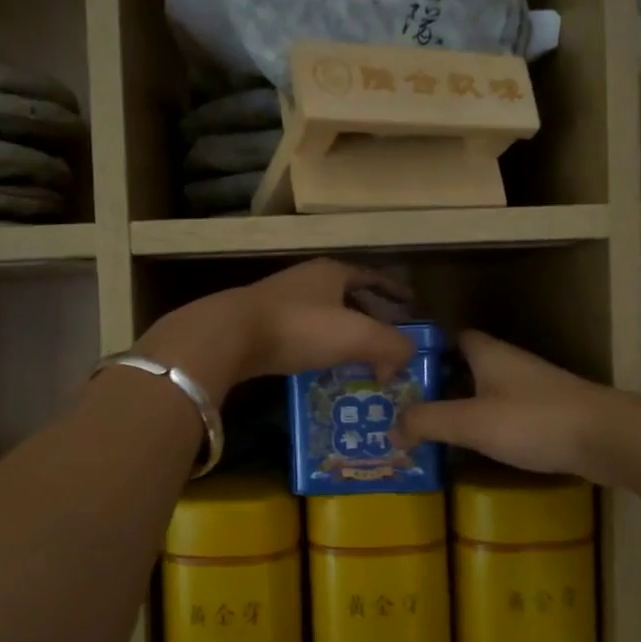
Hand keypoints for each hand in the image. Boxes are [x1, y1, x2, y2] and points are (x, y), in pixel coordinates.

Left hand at [135, 259, 414, 399]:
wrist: (230, 336)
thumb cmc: (299, 327)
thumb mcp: (357, 335)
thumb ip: (392, 346)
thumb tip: (402, 362)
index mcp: (332, 272)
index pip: (372, 276)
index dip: (394, 290)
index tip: (411, 304)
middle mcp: (307, 280)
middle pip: (348, 296)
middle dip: (370, 318)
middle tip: (388, 342)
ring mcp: (280, 302)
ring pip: (324, 317)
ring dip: (344, 337)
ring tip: (361, 361)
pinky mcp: (260, 326)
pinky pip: (302, 335)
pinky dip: (319, 349)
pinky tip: (324, 369)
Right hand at [398, 330, 611, 478]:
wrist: (609, 439)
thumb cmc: (534, 421)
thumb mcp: (471, 421)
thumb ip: (427, 422)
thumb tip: (391, 431)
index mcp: (487, 353)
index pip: (448, 338)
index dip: (423, 352)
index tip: (396, 373)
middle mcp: (507, 363)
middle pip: (462, 367)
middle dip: (435, 385)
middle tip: (401, 408)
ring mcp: (529, 388)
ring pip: (483, 392)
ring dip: (458, 408)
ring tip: (426, 431)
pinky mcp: (546, 413)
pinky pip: (502, 414)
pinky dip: (483, 426)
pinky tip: (470, 447)